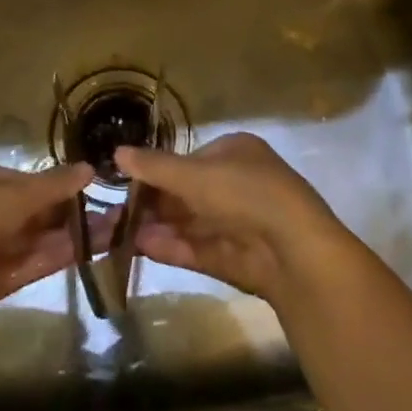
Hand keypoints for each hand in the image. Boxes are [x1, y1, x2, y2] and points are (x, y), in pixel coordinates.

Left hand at [0, 160, 93, 331]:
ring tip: (112, 231)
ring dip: (69, 235)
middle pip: (29, 210)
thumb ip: (52, 185)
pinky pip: (28, 263)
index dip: (53, 183)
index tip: (88, 187)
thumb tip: (90, 169)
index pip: (20, 179)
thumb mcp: (11, 195)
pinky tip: (90, 251)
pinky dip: (56, 256)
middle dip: (67, 212)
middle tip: (110, 211)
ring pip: (33, 238)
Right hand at [116, 132, 362, 306]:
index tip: (126, 183)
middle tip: (116, 213)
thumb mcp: (194, 174)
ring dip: (157, 227)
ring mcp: (238, 223)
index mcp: (236, 152)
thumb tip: (116, 152)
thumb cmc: (245, 193)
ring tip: (119, 234)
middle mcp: (238, 184)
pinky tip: (142, 247)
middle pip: (187, 193)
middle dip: (154, 204)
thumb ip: (155, 167)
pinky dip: (171, 246)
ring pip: (190, 223)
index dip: (158, 171)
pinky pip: (197, 248)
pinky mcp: (236, 257)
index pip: (189, 159)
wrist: (295, 250)